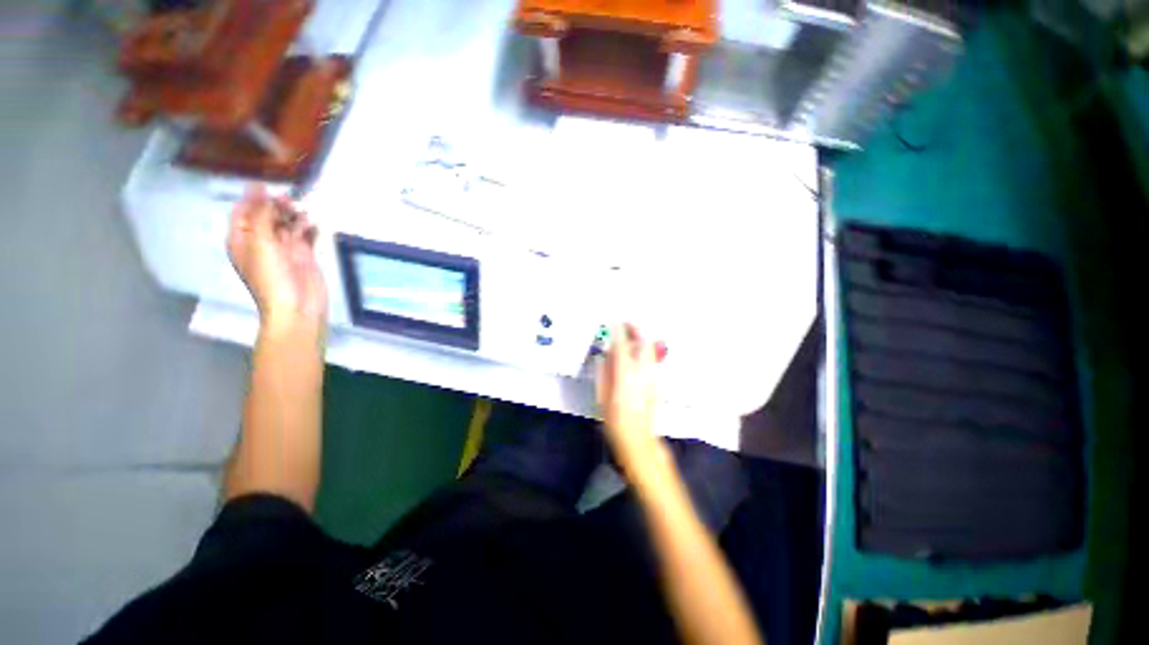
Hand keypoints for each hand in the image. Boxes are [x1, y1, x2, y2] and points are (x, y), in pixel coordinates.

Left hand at [227, 185, 326, 330]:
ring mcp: (284, 249)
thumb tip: (261, 191)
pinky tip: (315, 224)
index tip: (266, 185)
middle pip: (266, 216)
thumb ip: (261, 216)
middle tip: (289, 200)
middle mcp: (261, 242)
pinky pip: (306, 236)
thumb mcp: (261, 243)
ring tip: (303, 211)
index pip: (243, 212)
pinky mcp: (304, 256)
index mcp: (242, 240)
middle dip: (276, 206)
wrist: (297, 307)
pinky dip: (310, 228)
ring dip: (294, 216)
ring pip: (287, 224)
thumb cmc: (272, 277)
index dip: (252, 198)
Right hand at [597, 323, 665, 453]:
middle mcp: (641, 372)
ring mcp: (652, 377)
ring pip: (650, 350)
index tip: (612, 321)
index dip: (617, 331)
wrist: (639, 440)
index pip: (621, 346)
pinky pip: (651, 360)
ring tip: (632, 335)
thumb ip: (603, 374)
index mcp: (625, 375)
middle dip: (636, 329)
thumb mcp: (602, 397)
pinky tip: (637, 353)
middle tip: (627, 323)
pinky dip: (644, 351)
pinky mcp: (656, 383)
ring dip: (641, 338)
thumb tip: (604, 357)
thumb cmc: (616, 422)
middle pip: (643, 342)